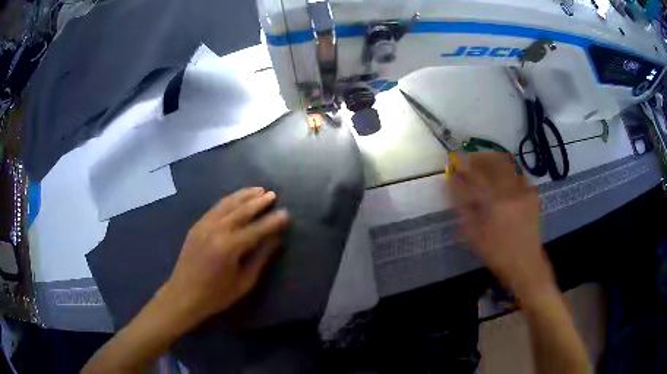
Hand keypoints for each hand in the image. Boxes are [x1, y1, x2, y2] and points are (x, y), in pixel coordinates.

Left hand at [159, 187, 288, 327]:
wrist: (183, 294)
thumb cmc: (216, 295)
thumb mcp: (244, 282)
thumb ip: (260, 258)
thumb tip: (276, 240)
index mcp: (229, 247)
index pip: (256, 229)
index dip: (272, 221)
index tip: (286, 213)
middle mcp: (216, 230)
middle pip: (241, 211)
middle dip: (258, 202)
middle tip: (273, 195)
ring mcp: (204, 225)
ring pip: (227, 204)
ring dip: (244, 195)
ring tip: (258, 189)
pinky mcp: (197, 226)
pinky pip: (215, 207)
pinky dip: (229, 200)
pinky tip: (236, 198)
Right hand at [449, 153, 555, 301]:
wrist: (525, 263)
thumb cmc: (496, 253)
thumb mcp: (473, 236)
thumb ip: (463, 208)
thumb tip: (454, 186)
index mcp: (495, 203)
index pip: (476, 176)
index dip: (464, 166)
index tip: (455, 162)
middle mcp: (511, 191)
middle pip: (494, 163)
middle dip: (480, 158)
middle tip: (470, 159)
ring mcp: (524, 191)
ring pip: (508, 165)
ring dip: (494, 161)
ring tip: (486, 164)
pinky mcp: (532, 195)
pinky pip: (519, 175)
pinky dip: (509, 172)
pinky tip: (504, 178)